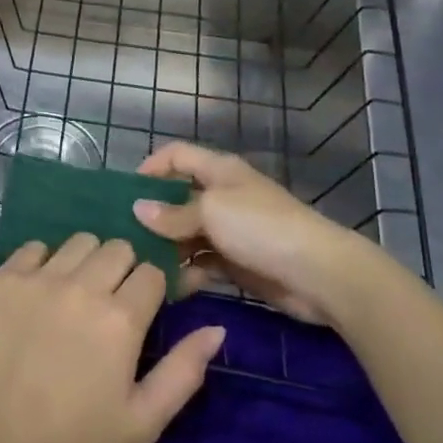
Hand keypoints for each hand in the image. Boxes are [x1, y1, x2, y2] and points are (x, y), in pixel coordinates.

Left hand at [0, 235, 225, 442]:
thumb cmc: (72, 436)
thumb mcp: (141, 420)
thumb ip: (183, 371)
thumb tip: (217, 328)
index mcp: (121, 319)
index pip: (152, 273)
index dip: (153, 289)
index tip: (143, 309)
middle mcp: (84, 286)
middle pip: (118, 248)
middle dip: (122, 269)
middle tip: (110, 302)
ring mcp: (41, 277)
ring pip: (80, 241)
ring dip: (86, 260)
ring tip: (76, 292)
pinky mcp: (6, 277)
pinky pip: (35, 247)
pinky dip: (44, 260)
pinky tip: (41, 289)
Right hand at [131, 143, 382, 325]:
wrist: (320, 274)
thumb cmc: (261, 227)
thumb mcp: (212, 211)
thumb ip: (173, 213)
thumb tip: (138, 209)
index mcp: (218, 170)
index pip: (176, 155)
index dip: (151, 167)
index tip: (125, 193)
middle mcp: (222, 195)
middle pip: (178, 197)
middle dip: (153, 214)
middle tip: (122, 236)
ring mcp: (230, 230)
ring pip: (187, 234)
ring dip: (167, 248)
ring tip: (140, 266)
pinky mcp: (237, 262)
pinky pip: (203, 263)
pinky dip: (187, 272)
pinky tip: (169, 286)